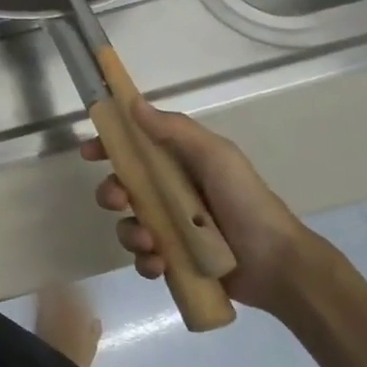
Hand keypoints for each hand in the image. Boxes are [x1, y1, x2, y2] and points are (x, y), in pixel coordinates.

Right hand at [81, 96, 323, 314]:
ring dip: (129, 233)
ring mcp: (172, 228)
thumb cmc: (246, 201)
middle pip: (122, 188)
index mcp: (179, 164)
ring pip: (128, 225)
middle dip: (111, 194)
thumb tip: (133, 104)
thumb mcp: (215, 156)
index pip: (134, 149)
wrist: (278, 263)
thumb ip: (175, 130)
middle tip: (120, 201)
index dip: (108, 148)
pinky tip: (159, 263)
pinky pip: (144, 258)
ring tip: (151, 243)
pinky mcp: (175, 260)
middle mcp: (171, 194)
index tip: (89, 153)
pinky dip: (145, 261)